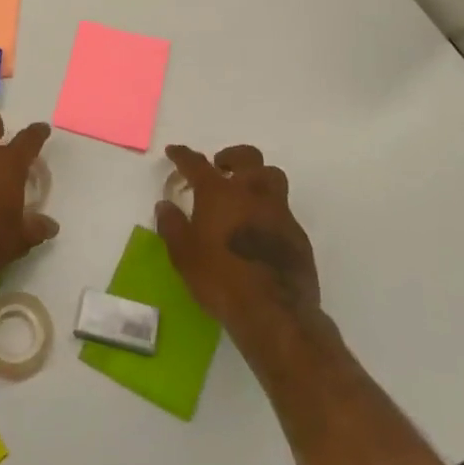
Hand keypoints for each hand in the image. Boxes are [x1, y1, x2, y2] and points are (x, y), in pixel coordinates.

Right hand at [155, 144, 331, 360]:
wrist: (275, 312)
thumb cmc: (220, 279)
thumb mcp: (183, 255)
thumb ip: (172, 225)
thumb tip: (165, 205)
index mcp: (219, 193)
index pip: (196, 163)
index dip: (183, 155)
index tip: (174, 152)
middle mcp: (251, 192)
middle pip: (247, 157)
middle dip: (231, 157)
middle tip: (220, 168)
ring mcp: (279, 211)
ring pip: (272, 176)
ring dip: (257, 177)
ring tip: (245, 194)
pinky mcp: (297, 234)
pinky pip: (283, 209)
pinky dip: (269, 210)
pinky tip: (260, 229)